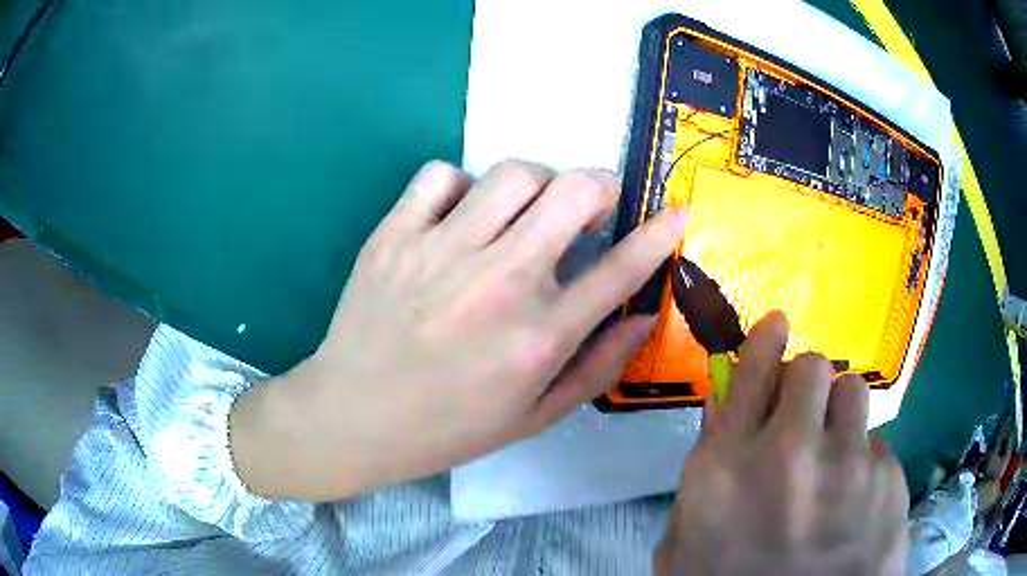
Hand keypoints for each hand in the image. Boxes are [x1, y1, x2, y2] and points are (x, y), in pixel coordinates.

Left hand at [230, 160, 688, 500]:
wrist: (353, 417)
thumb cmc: (448, 427)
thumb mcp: (534, 416)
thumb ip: (597, 367)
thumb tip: (643, 316)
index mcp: (540, 336)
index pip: (622, 269)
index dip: (659, 233)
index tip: (676, 211)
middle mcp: (500, 283)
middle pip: (573, 191)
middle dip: (598, 186)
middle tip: (589, 206)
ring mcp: (442, 251)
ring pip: (513, 172)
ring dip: (535, 183)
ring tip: (523, 211)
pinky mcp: (394, 235)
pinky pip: (441, 175)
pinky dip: (460, 186)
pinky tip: (457, 216)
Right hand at [656, 313, 909, 574]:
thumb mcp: (690, 541)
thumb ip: (705, 472)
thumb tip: (724, 406)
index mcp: (724, 471)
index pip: (751, 373)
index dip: (767, 341)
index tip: (778, 325)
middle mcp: (787, 453)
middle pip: (811, 367)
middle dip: (807, 384)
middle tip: (806, 417)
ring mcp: (845, 464)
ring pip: (852, 390)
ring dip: (840, 413)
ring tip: (835, 454)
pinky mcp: (886, 479)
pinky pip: (875, 444)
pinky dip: (863, 463)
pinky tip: (855, 503)